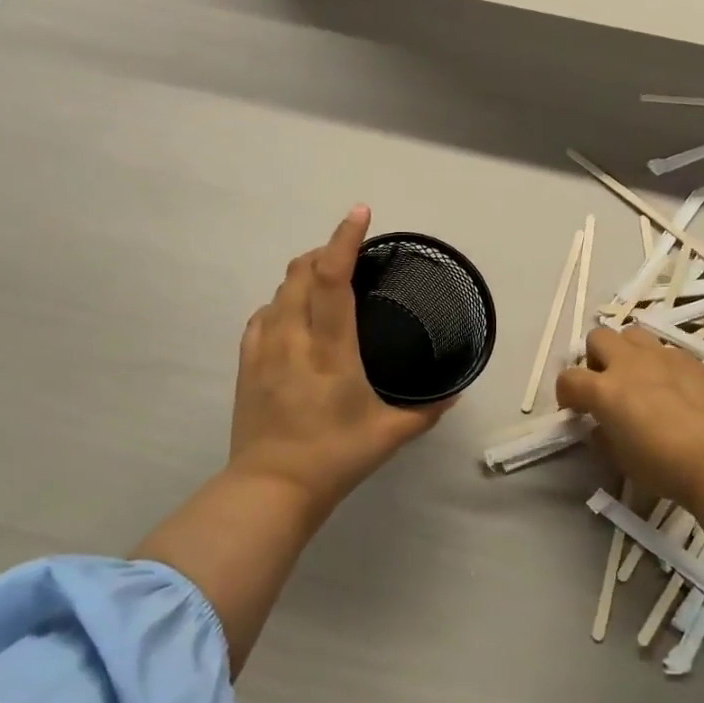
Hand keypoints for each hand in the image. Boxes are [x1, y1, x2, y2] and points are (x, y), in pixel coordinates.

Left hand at [228, 206, 452, 518]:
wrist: (270, 489)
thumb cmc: (335, 458)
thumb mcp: (390, 434)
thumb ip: (427, 410)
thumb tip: (456, 391)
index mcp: (330, 349)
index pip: (330, 279)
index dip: (344, 240)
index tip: (360, 213)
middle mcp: (293, 338)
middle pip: (300, 271)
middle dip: (326, 251)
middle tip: (353, 256)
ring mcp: (264, 348)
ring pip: (280, 289)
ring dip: (304, 274)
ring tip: (328, 282)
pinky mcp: (247, 361)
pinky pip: (264, 314)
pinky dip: (283, 302)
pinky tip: (296, 316)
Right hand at [557, 326, 703, 561]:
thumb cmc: (663, 466)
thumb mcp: (620, 459)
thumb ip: (604, 436)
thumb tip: (601, 426)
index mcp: (604, 390)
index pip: (569, 378)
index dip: (565, 393)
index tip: (575, 409)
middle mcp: (629, 363)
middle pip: (599, 337)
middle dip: (596, 357)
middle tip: (606, 383)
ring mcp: (663, 357)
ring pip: (633, 334)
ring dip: (627, 351)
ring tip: (638, 377)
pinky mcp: (692, 360)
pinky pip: (668, 351)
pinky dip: (661, 364)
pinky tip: (674, 389)